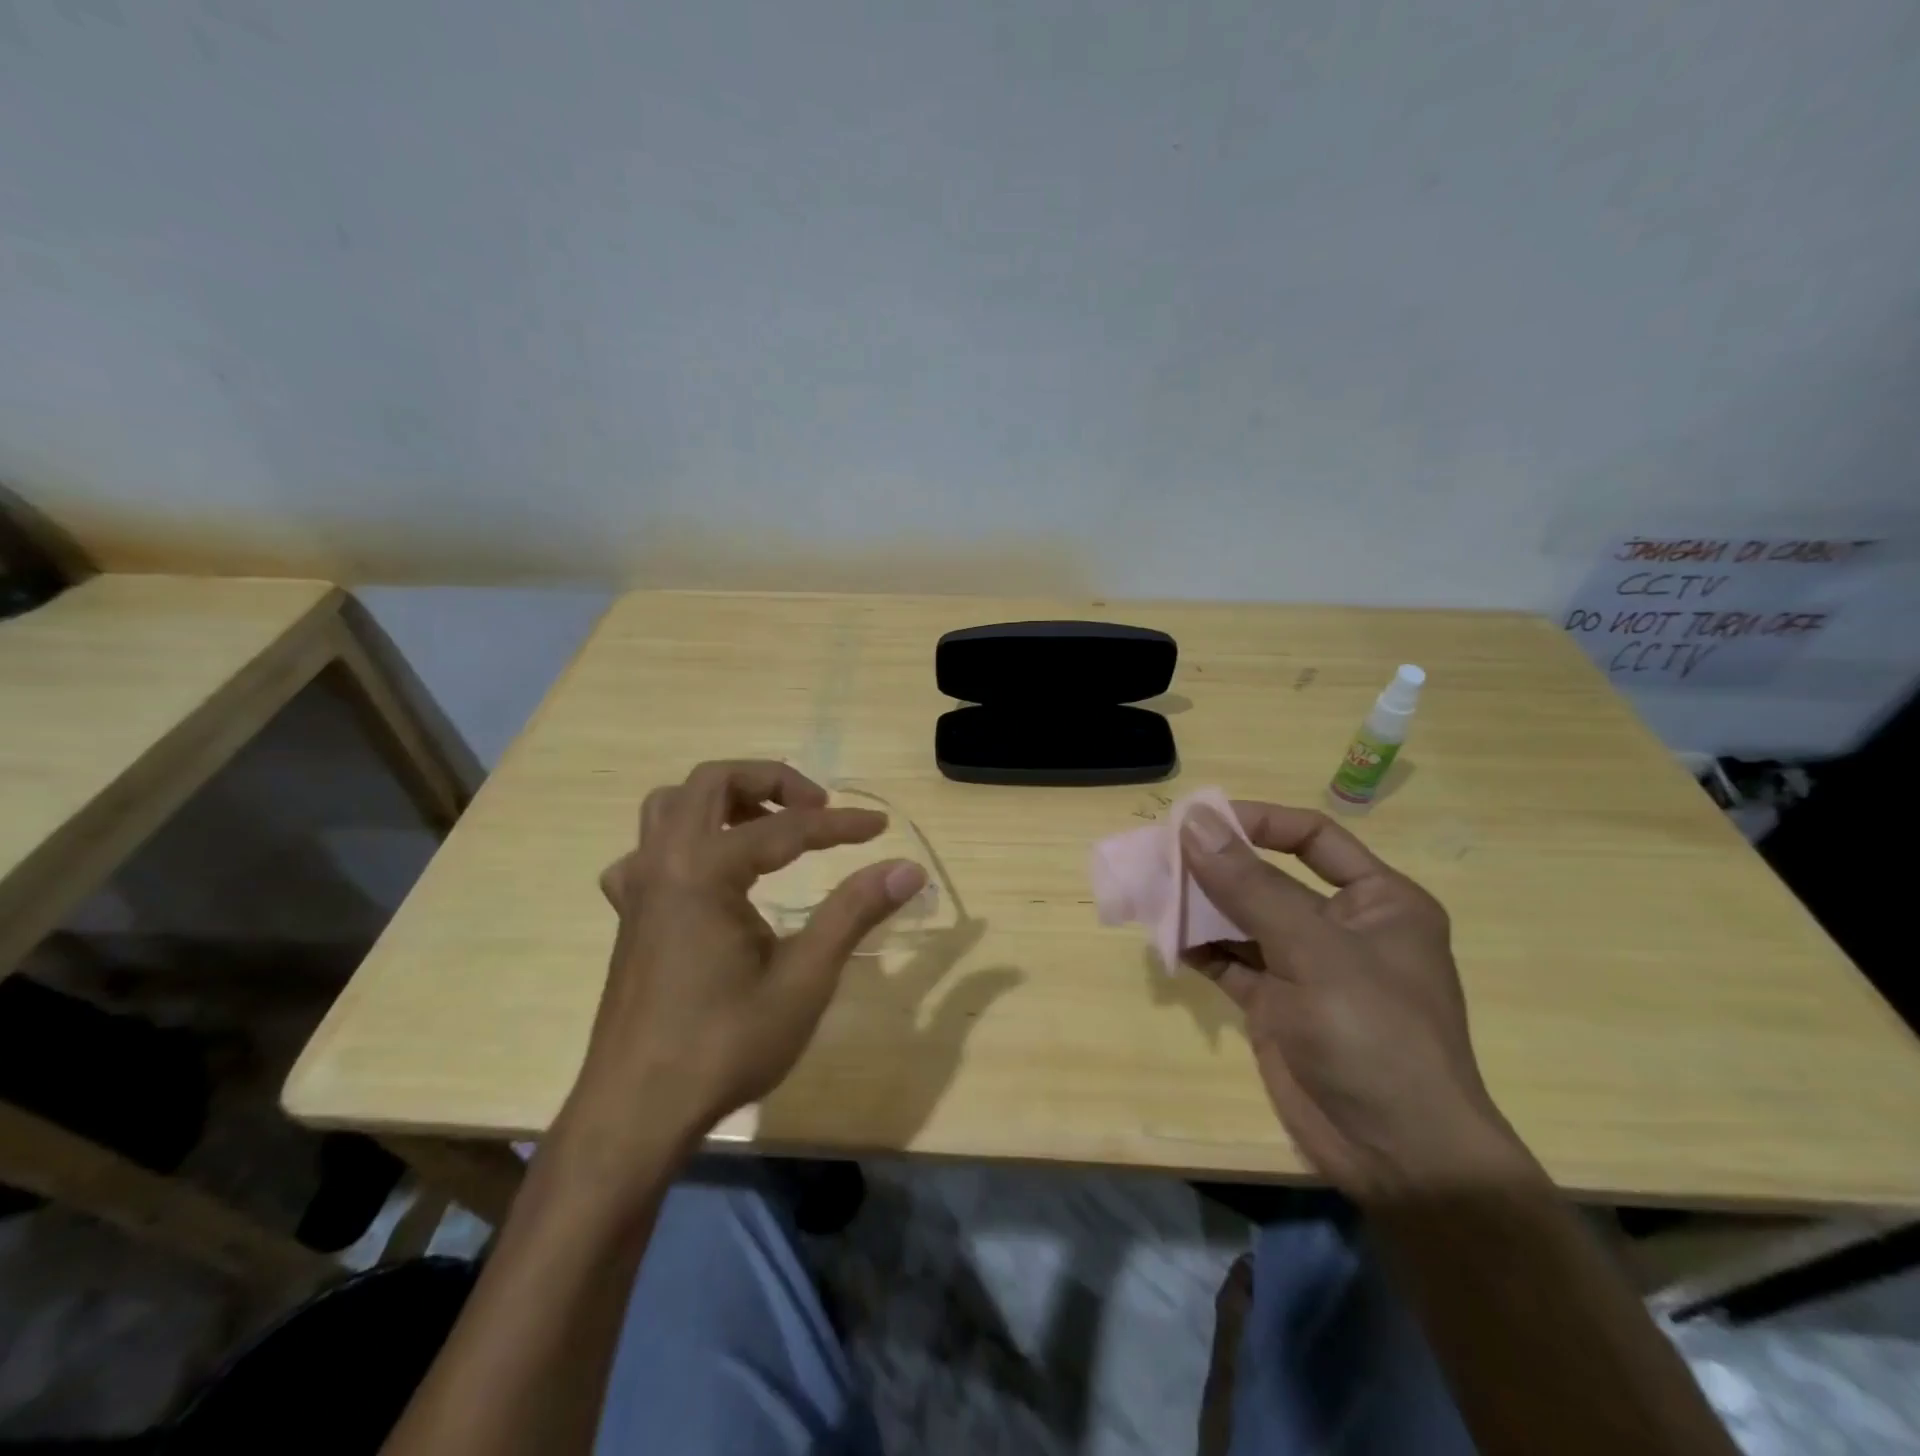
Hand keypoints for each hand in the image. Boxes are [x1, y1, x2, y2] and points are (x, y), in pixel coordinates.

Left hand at [565, 760, 926, 1165]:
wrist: (636, 1113)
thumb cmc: (723, 1045)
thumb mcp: (804, 979)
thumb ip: (854, 912)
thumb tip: (908, 868)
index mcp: (704, 871)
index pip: (784, 828)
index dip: (839, 825)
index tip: (881, 827)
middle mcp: (663, 863)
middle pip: (712, 782)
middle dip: (770, 781)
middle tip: (816, 808)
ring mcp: (639, 888)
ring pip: (672, 806)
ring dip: (724, 800)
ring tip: (767, 825)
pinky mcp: (631, 915)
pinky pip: (649, 851)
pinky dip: (684, 840)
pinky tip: (710, 876)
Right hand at [1180, 801, 1530, 1200]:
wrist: (1397, 1157)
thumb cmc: (1373, 1034)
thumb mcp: (1313, 950)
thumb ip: (1249, 885)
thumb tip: (1194, 823)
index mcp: (1378, 901)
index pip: (1312, 838)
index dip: (1258, 821)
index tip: (1200, 819)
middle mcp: (1342, 927)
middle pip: (1269, 877)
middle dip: (1217, 866)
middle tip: (1161, 853)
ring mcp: (1306, 968)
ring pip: (1244, 920)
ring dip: (1201, 906)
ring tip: (1154, 891)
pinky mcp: (1277, 1005)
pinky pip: (1231, 962)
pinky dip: (1200, 949)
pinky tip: (1168, 939)